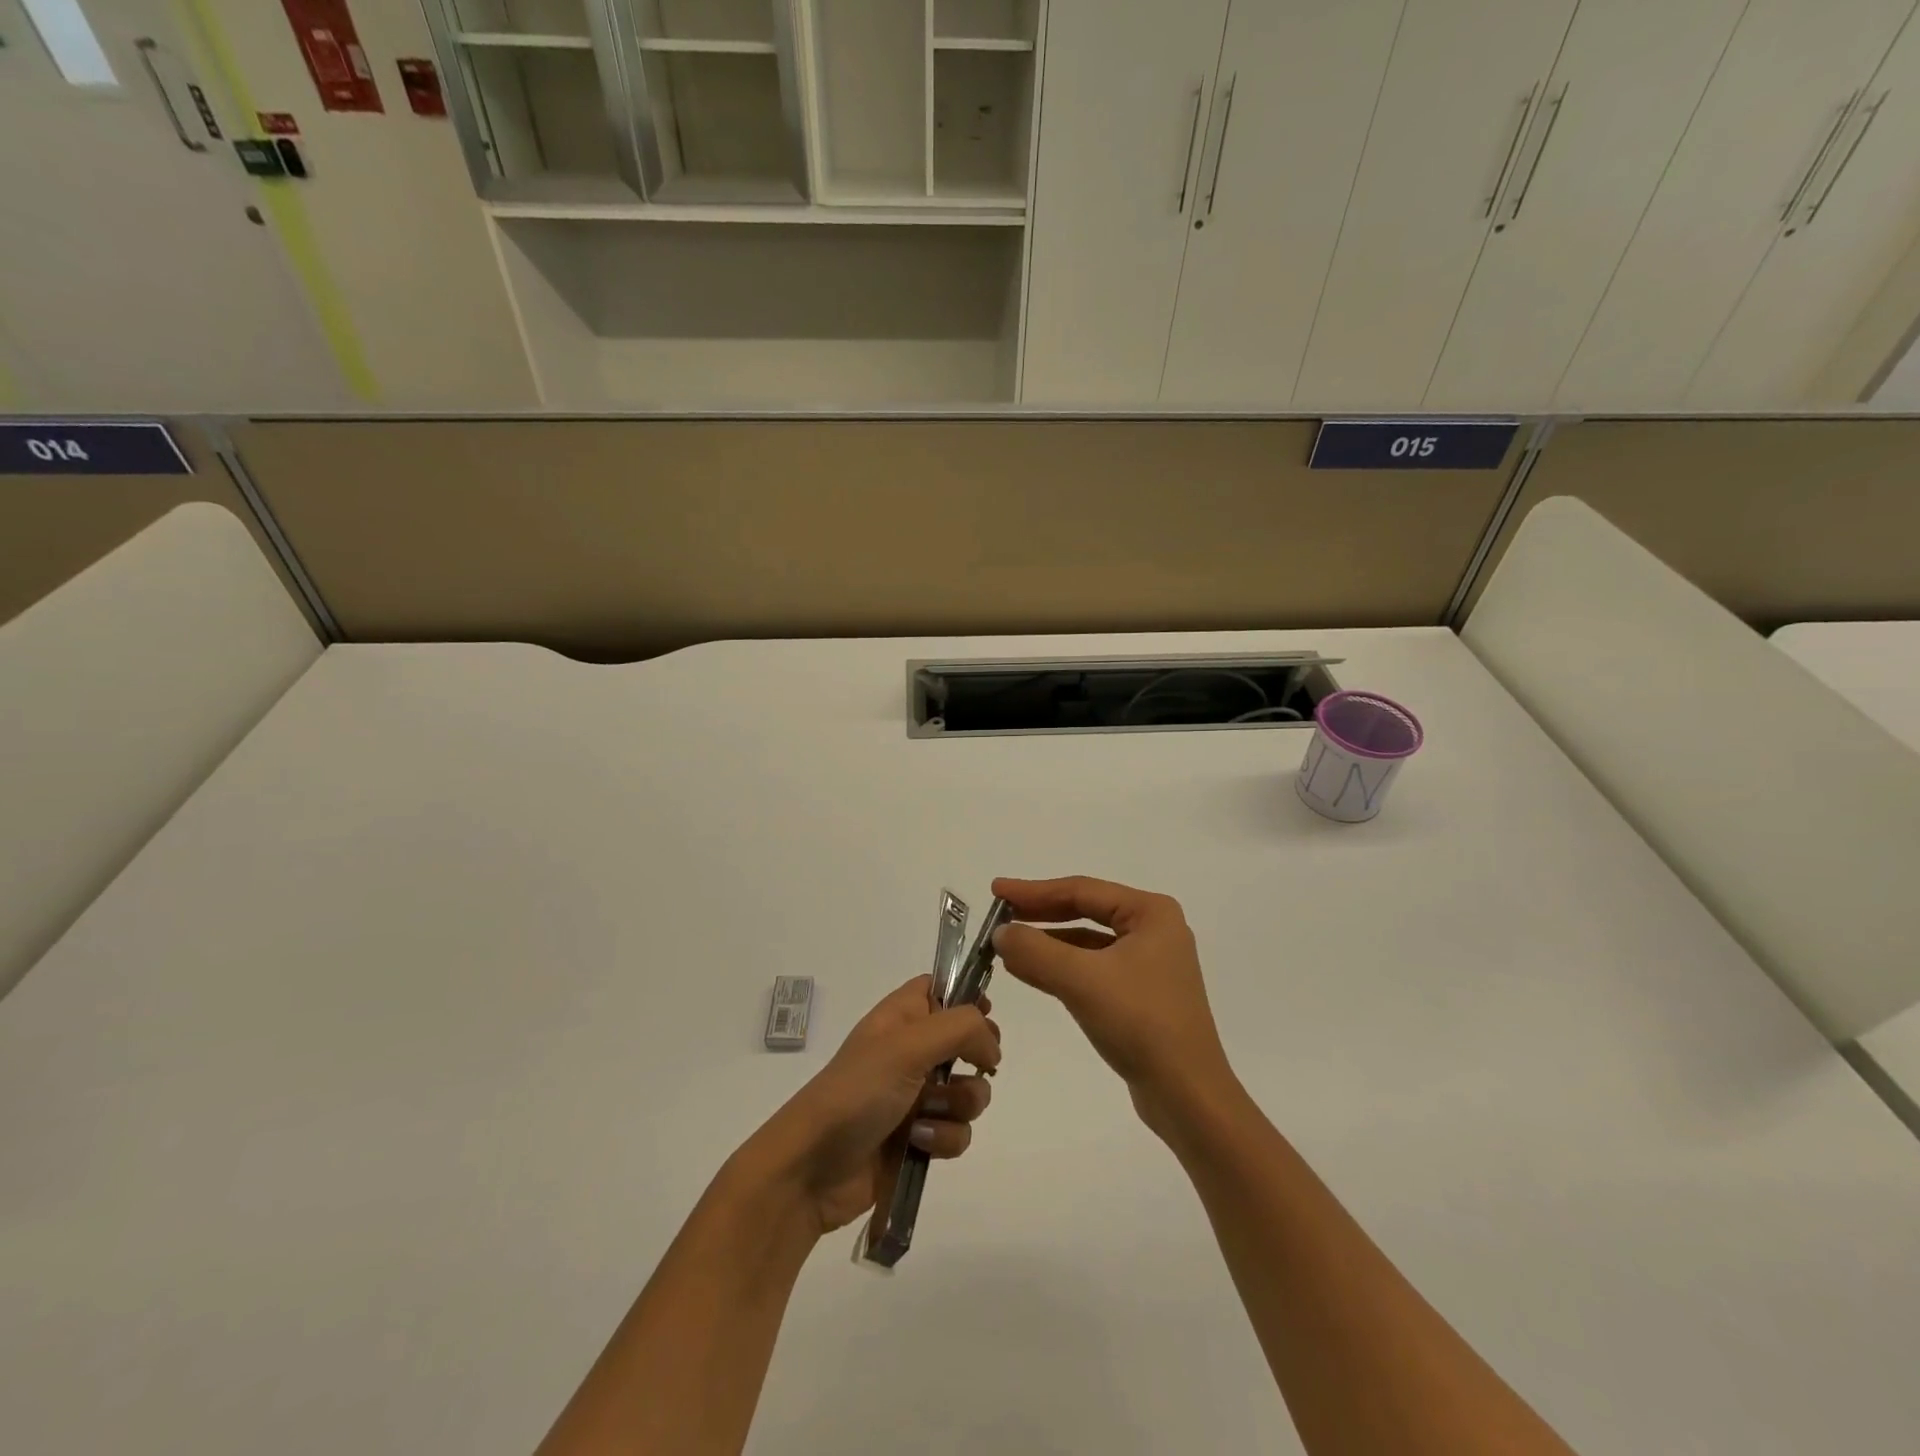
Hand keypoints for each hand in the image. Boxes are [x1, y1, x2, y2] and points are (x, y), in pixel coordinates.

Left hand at [745, 976, 1000, 1236]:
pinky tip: (918, 1143)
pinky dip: (943, 1138)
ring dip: (958, 1105)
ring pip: (970, 1091)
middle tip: (971, 1066)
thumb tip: (992, 1046)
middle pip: (968, 1041)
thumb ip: (960, 1029)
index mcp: (902, 1016)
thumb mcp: (907, 1046)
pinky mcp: (920, 1138)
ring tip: (927, 1114)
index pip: (942, 987)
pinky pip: (958, 1132)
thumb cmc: (857, 1092)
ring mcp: (916, 1096)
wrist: (812, 1169)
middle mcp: (911, 1050)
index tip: (985, 1014)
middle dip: (976, 1059)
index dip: (967, 996)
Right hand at [991, 876, 1235, 1134]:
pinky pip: (1093, 968)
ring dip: (1047, 943)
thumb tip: (1000, 933)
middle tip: (999, 914)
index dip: (1034, 890)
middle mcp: (1154, 930)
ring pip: (1087, 942)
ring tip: (1006, 945)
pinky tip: (1031, 972)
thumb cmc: (1140, 1024)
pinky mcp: (1142, 995)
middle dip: (1040, 914)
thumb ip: (1035, 950)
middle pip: (1086, 911)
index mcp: (1151, 913)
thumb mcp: (1081, 980)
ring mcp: (1150, 963)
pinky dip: (1062, 967)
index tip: (997, 891)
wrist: (1188, 1096)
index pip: (1082, 890)